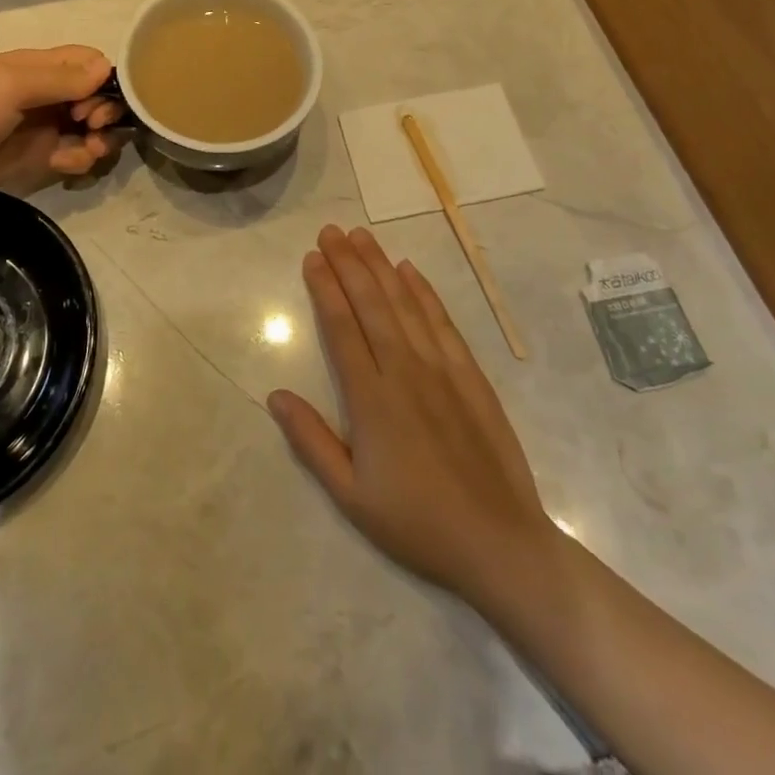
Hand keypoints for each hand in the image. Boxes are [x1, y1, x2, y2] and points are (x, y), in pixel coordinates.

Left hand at [0, 46, 122, 204]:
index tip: (95, 101)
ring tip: (87, 152)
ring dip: (98, 139)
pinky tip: (64, 165)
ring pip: (90, 128)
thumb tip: (107, 69)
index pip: (88, 61)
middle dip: (104, 111)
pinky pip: (74, 154)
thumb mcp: (11, 87)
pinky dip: (79, 159)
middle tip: (91, 128)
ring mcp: (43, 127)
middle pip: (96, 95)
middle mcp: (46, 94)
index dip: (103, 79)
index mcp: (38, 67)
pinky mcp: (38, 157)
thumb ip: (61, 78)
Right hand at [268, 226, 560, 608]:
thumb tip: (275, 396)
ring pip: (404, 304)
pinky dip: (423, 292)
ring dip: (380, 266)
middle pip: (371, 304)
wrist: (499, 543)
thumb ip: (311, 441)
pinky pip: (442, 322)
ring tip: (361, 236)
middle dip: (348, 263)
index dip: (325, 288)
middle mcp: (405, 371)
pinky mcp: (470, 375)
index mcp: (371, 399)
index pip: (341, 327)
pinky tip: (409, 270)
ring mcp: (441, 369)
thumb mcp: (351, 496)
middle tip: (330, 231)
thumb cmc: (416, 523)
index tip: (312, 258)